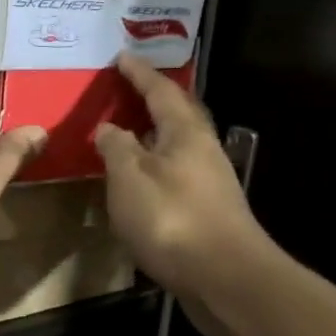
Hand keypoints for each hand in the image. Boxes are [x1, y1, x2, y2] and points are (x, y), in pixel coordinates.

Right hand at [94, 54, 268, 324]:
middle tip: (127, 89)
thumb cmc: (172, 220)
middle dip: (152, 100)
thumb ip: (117, 149)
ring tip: (126, 133)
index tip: (121, 56)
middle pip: (177, 115)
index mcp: (185, 133)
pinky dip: (154, 168)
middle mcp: (203, 151)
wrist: (225, 279)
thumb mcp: (130, 178)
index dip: (139, 74)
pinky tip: (139, 183)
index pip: (160, 91)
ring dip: (152, 137)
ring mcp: (209, 183)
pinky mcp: (207, 213)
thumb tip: (109, 128)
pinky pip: (175, 175)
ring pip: (177, 147)